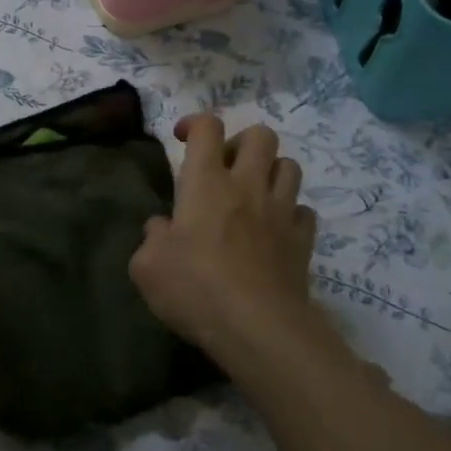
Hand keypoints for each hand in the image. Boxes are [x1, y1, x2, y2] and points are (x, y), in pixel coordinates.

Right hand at [129, 115, 317, 367]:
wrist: (257, 327)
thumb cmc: (194, 288)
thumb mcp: (147, 266)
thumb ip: (151, 238)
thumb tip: (161, 228)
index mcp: (206, 183)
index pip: (207, 127)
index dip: (195, 123)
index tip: (183, 138)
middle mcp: (247, 186)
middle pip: (260, 135)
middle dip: (241, 142)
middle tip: (224, 167)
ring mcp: (280, 212)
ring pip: (290, 166)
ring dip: (271, 172)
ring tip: (253, 194)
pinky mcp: (303, 241)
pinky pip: (304, 211)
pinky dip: (290, 213)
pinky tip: (275, 230)